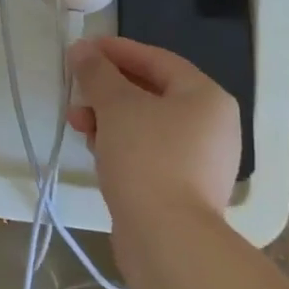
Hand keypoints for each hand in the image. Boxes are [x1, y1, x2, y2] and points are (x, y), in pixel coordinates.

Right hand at [67, 35, 240, 227]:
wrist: (168, 240)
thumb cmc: (147, 158)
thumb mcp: (117, 106)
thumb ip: (97, 72)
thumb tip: (81, 48)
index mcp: (207, 97)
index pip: (158, 60)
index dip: (117, 51)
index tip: (84, 49)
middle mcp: (212, 126)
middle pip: (152, 92)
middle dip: (108, 89)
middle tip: (76, 89)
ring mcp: (201, 161)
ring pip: (147, 125)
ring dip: (109, 118)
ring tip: (77, 124)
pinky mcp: (184, 190)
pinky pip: (149, 153)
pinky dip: (121, 145)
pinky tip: (95, 150)